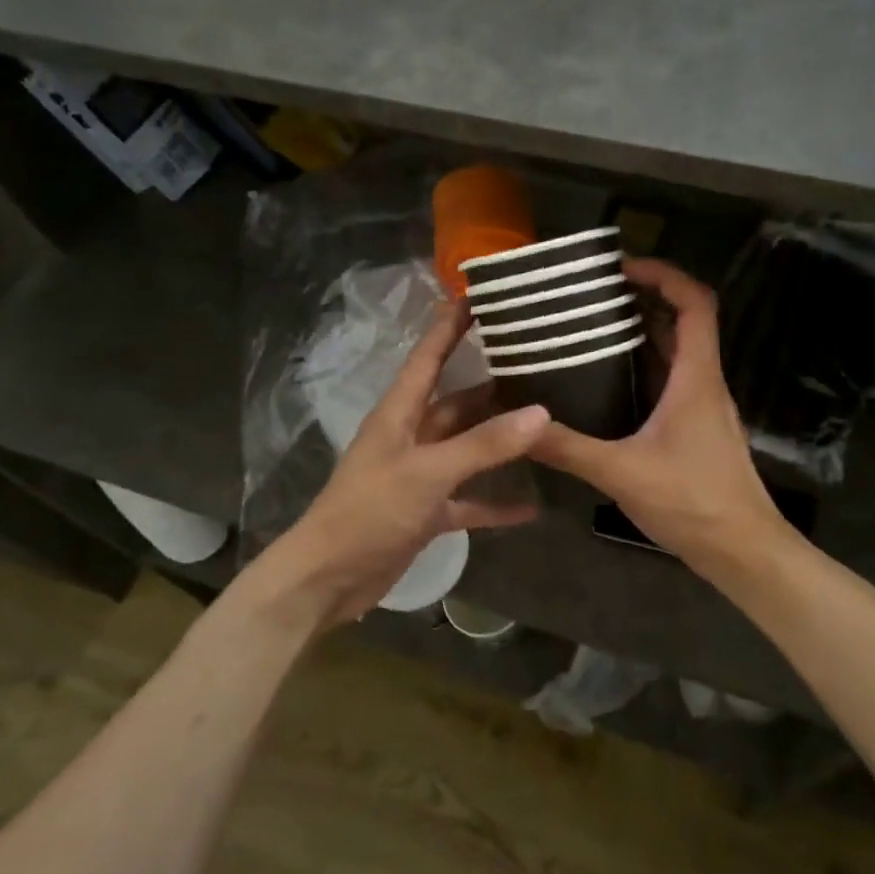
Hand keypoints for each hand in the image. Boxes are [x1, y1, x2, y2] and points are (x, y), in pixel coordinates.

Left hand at [267, 301, 547, 628]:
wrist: (329, 578)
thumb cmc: (369, 512)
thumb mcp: (428, 473)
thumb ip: (484, 445)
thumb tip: (542, 413)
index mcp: (399, 413)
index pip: (428, 357)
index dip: (450, 326)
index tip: (478, 296)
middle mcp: (411, 436)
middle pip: (457, 402)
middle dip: (493, 385)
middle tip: (538, 365)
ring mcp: (420, 475)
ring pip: (467, 448)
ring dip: (499, 441)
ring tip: (546, 424)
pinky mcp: (426, 511)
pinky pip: (469, 499)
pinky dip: (495, 502)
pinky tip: (531, 506)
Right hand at [531, 259, 785, 579]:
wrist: (743, 551)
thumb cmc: (693, 503)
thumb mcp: (622, 472)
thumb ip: (569, 449)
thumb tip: (519, 426)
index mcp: (696, 378)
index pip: (695, 303)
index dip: (664, 274)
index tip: (622, 267)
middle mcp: (704, 384)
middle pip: (682, 323)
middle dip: (642, 301)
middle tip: (591, 298)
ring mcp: (703, 409)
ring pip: (675, 355)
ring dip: (641, 336)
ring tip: (590, 331)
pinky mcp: (696, 432)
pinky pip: (670, 384)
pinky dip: (642, 371)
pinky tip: (605, 386)